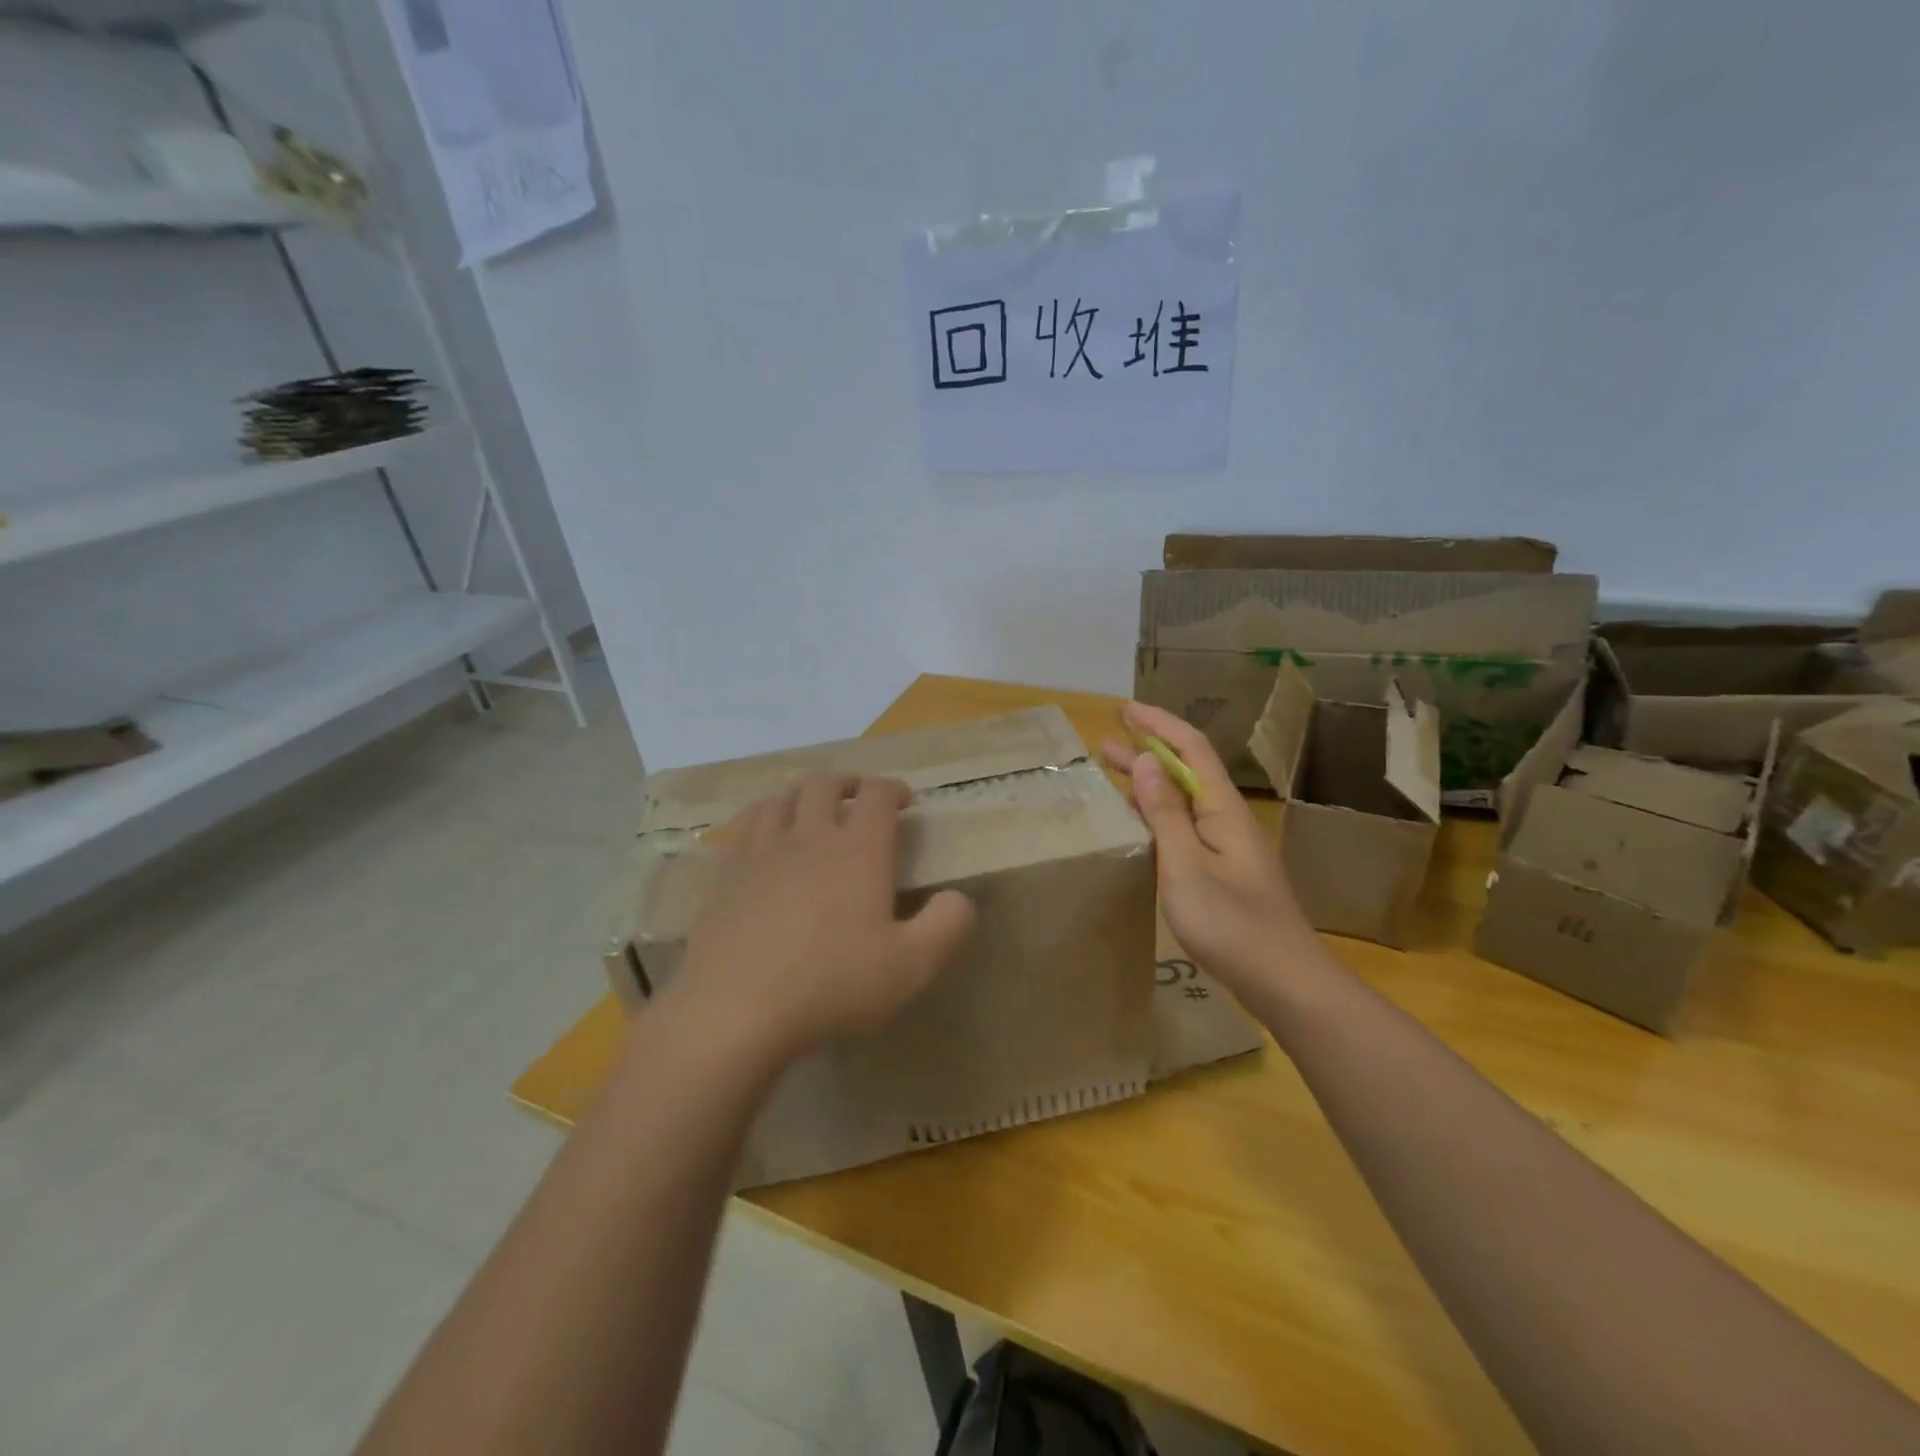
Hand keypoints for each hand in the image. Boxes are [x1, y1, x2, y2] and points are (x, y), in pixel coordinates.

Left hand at [673, 772, 976, 1064]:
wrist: (736, 1008)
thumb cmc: (832, 983)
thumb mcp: (912, 965)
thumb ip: (948, 924)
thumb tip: (958, 897)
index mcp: (858, 849)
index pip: (877, 794)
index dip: (893, 788)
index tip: (904, 801)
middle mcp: (810, 836)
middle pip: (826, 784)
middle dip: (847, 782)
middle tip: (858, 797)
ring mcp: (762, 851)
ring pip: (782, 797)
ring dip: (804, 793)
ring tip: (812, 806)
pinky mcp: (727, 873)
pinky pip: (746, 824)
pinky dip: (764, 815)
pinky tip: (765, 833)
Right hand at [1102, 703, 1313, 997]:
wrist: (1285, 982)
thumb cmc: (1231, 923)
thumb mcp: (1186, 865)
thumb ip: (1165, 813)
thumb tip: (1146, 761)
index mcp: (1223, 809)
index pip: (1192, 748)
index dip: (1159, 724)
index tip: (1124, 709)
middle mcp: (1229, 820)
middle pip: (1188, 771)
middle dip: (1149, 750)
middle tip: (1107, 742)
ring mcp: (1229, 848)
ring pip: (1186, 801)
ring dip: (1152, 783)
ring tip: (1115, 775)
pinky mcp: (1226, 874)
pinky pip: (1187, 828)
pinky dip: (1160, 815)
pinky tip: (1142, 826)